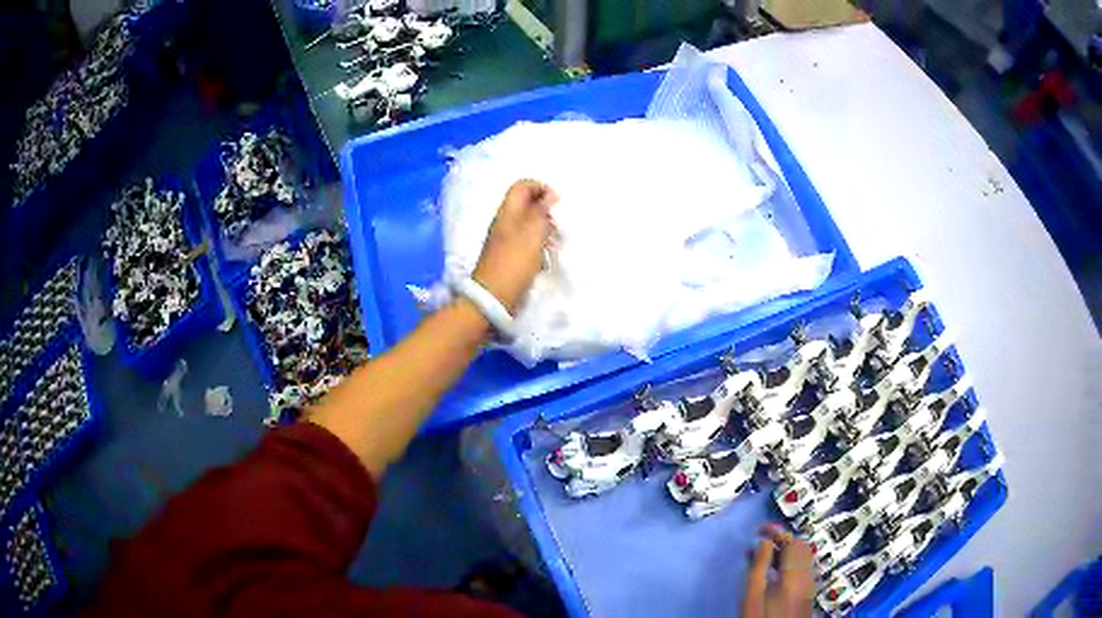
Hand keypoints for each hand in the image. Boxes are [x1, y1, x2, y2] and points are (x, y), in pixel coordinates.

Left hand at [472, 179, 556, 313]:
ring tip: (556, 241)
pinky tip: (547, 256)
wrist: (494, 298)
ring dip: (544, 228)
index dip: (541, 188)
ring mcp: (505, 240)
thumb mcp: (533, 233)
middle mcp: (504, 222)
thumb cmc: (514, 263)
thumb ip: (542, 212)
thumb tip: (550, 195)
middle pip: (526, 204)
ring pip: (528, 224)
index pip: (522, 186)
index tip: (557, 203)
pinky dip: (538, 244)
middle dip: (545, 209)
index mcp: (507, 212)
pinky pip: (526, 242)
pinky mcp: (509, 257)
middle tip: (559, 223)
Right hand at [742, 523, 815, 617]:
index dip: (776, 531)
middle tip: (761, 540)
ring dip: (785, 551)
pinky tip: (772, 570)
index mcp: (795, 572)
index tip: (760, 528)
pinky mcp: (806, 592)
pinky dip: (789, 562)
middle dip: (782, 540)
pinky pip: (801, 568)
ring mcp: (809, 584)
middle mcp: (807, 574)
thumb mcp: (753, 593)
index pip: (791, 541)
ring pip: (802, 557)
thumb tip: (764, 542)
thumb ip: (759, 565)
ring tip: (763, 554)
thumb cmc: (761, 617)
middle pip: (801, 547)